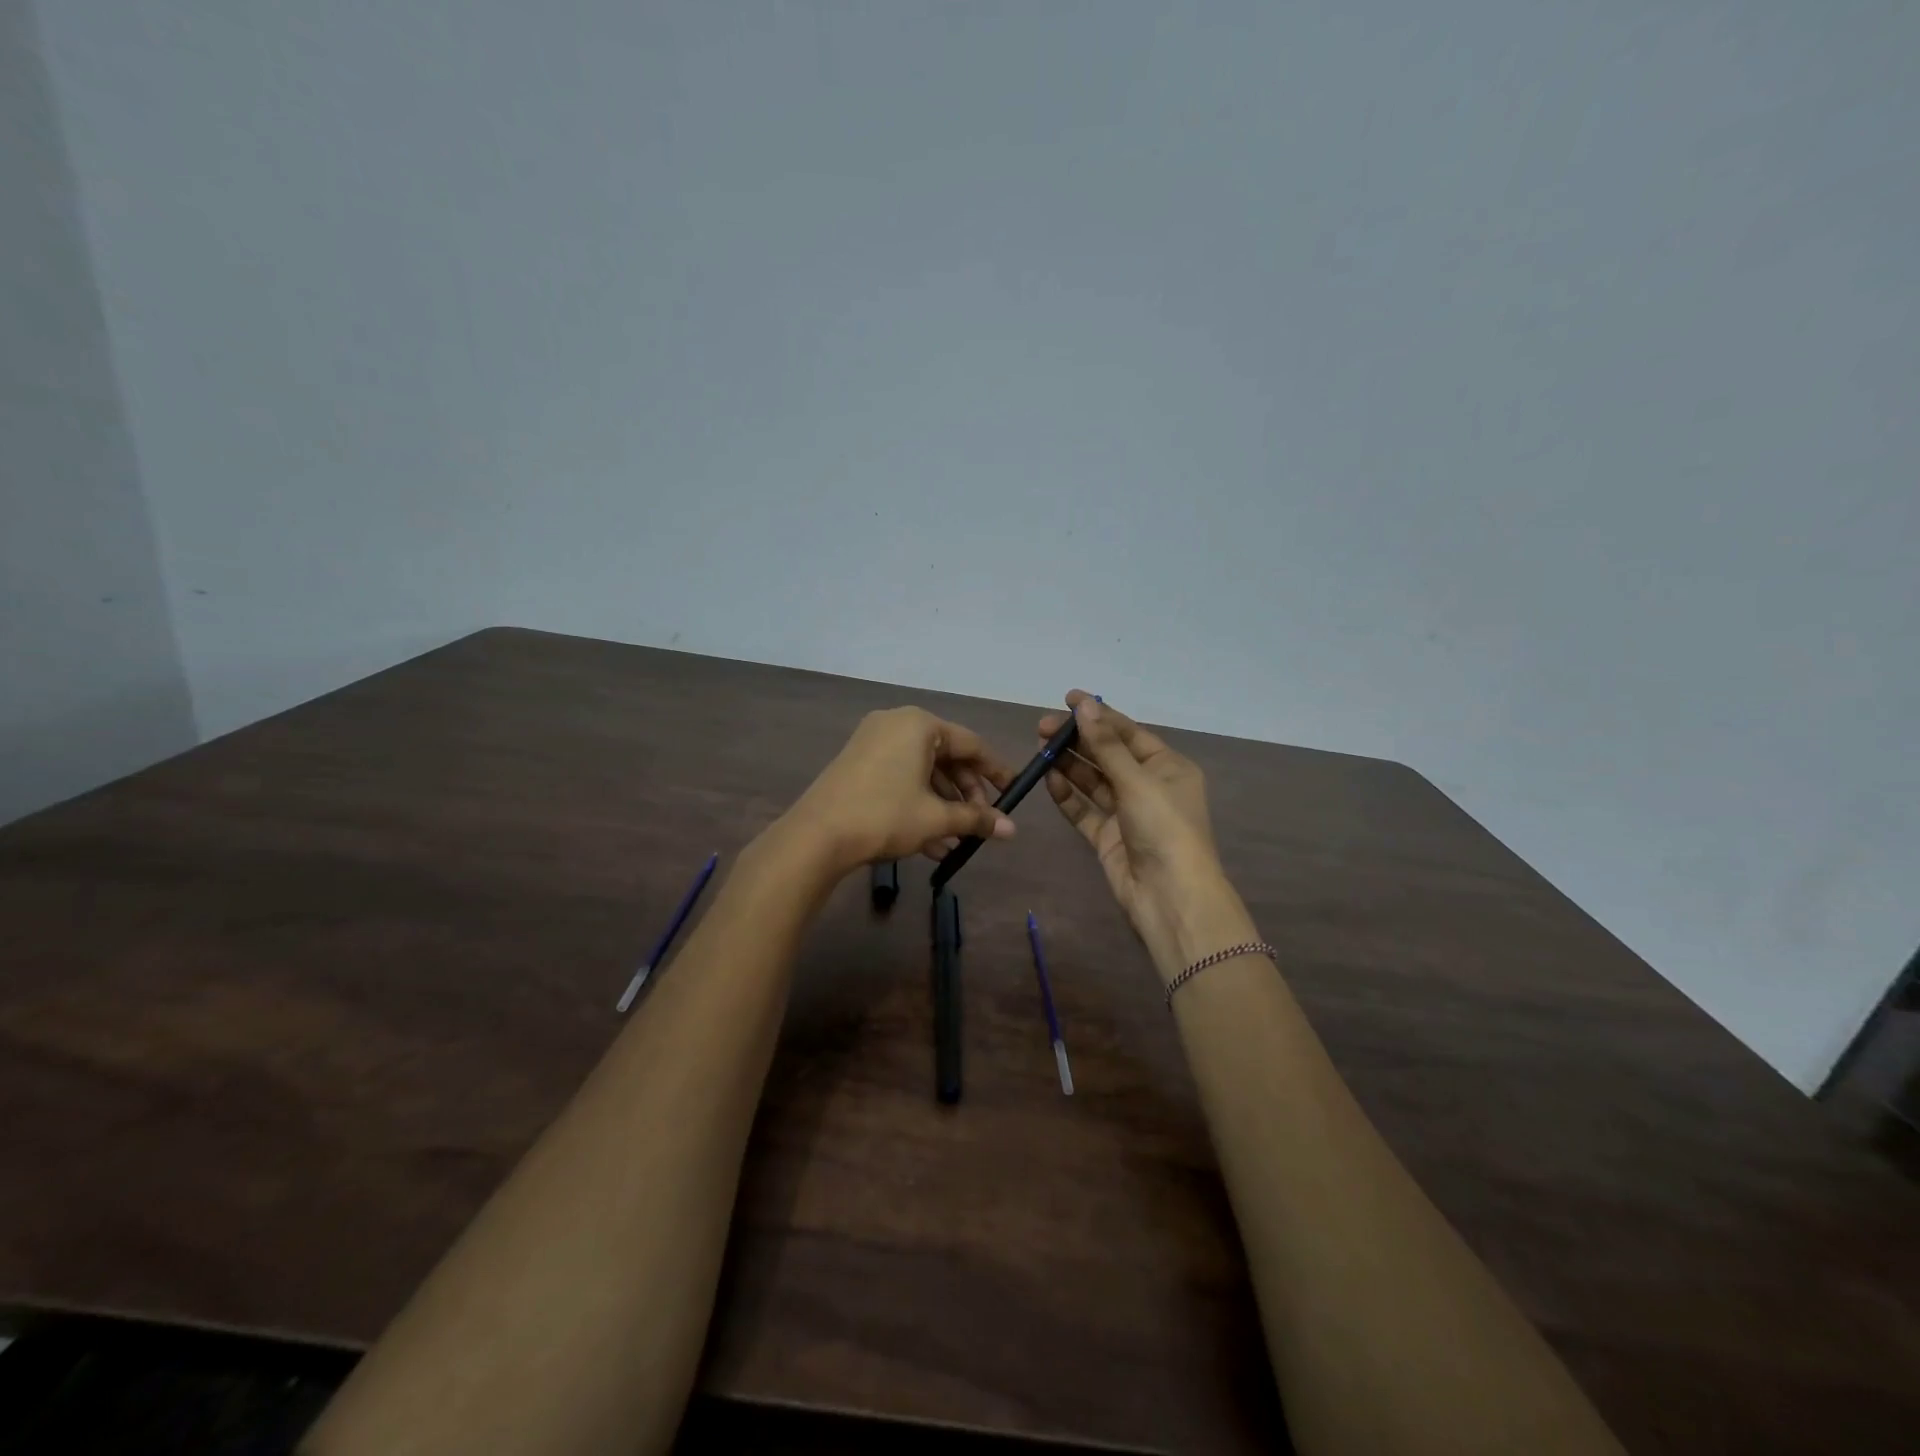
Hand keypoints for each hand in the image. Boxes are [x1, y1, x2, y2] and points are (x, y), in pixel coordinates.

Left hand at [782, 707, 1015, 874]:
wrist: (816, 836)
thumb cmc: (885, 816)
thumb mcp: (936, 818)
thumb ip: (976, 819)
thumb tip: (1013, 830)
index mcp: (920, 725)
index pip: (971, 744)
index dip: (995, 771)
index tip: (1012, 793)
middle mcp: (896, 724)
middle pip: (946, 758)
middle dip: (966, 794)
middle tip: (981, 823)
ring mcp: (872, 743)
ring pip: (922, 772)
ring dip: (943, 806)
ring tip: (956, 842)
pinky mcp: (857, 764)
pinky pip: (900, 778)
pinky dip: (918, 804)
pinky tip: (931, 844)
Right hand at [1040, 691, 1253, 980]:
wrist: (1170, 898)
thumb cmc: (1164, 829)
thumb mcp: (1137, 781)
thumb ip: (1106, 744)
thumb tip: (1084, 705)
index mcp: (1168, 767)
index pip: (1128, 732)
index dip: (1099, 714)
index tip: (1067, 698)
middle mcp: (1149, 786)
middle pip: (1108, 754)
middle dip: (1077, 740)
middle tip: (1041, 727)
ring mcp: (1127, 813)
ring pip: (1093, 781)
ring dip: (1069, 764)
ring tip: (1039, 748)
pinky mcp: (1108, 837)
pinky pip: (1084, 809)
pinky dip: (1067, 795)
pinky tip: (1048, 778)